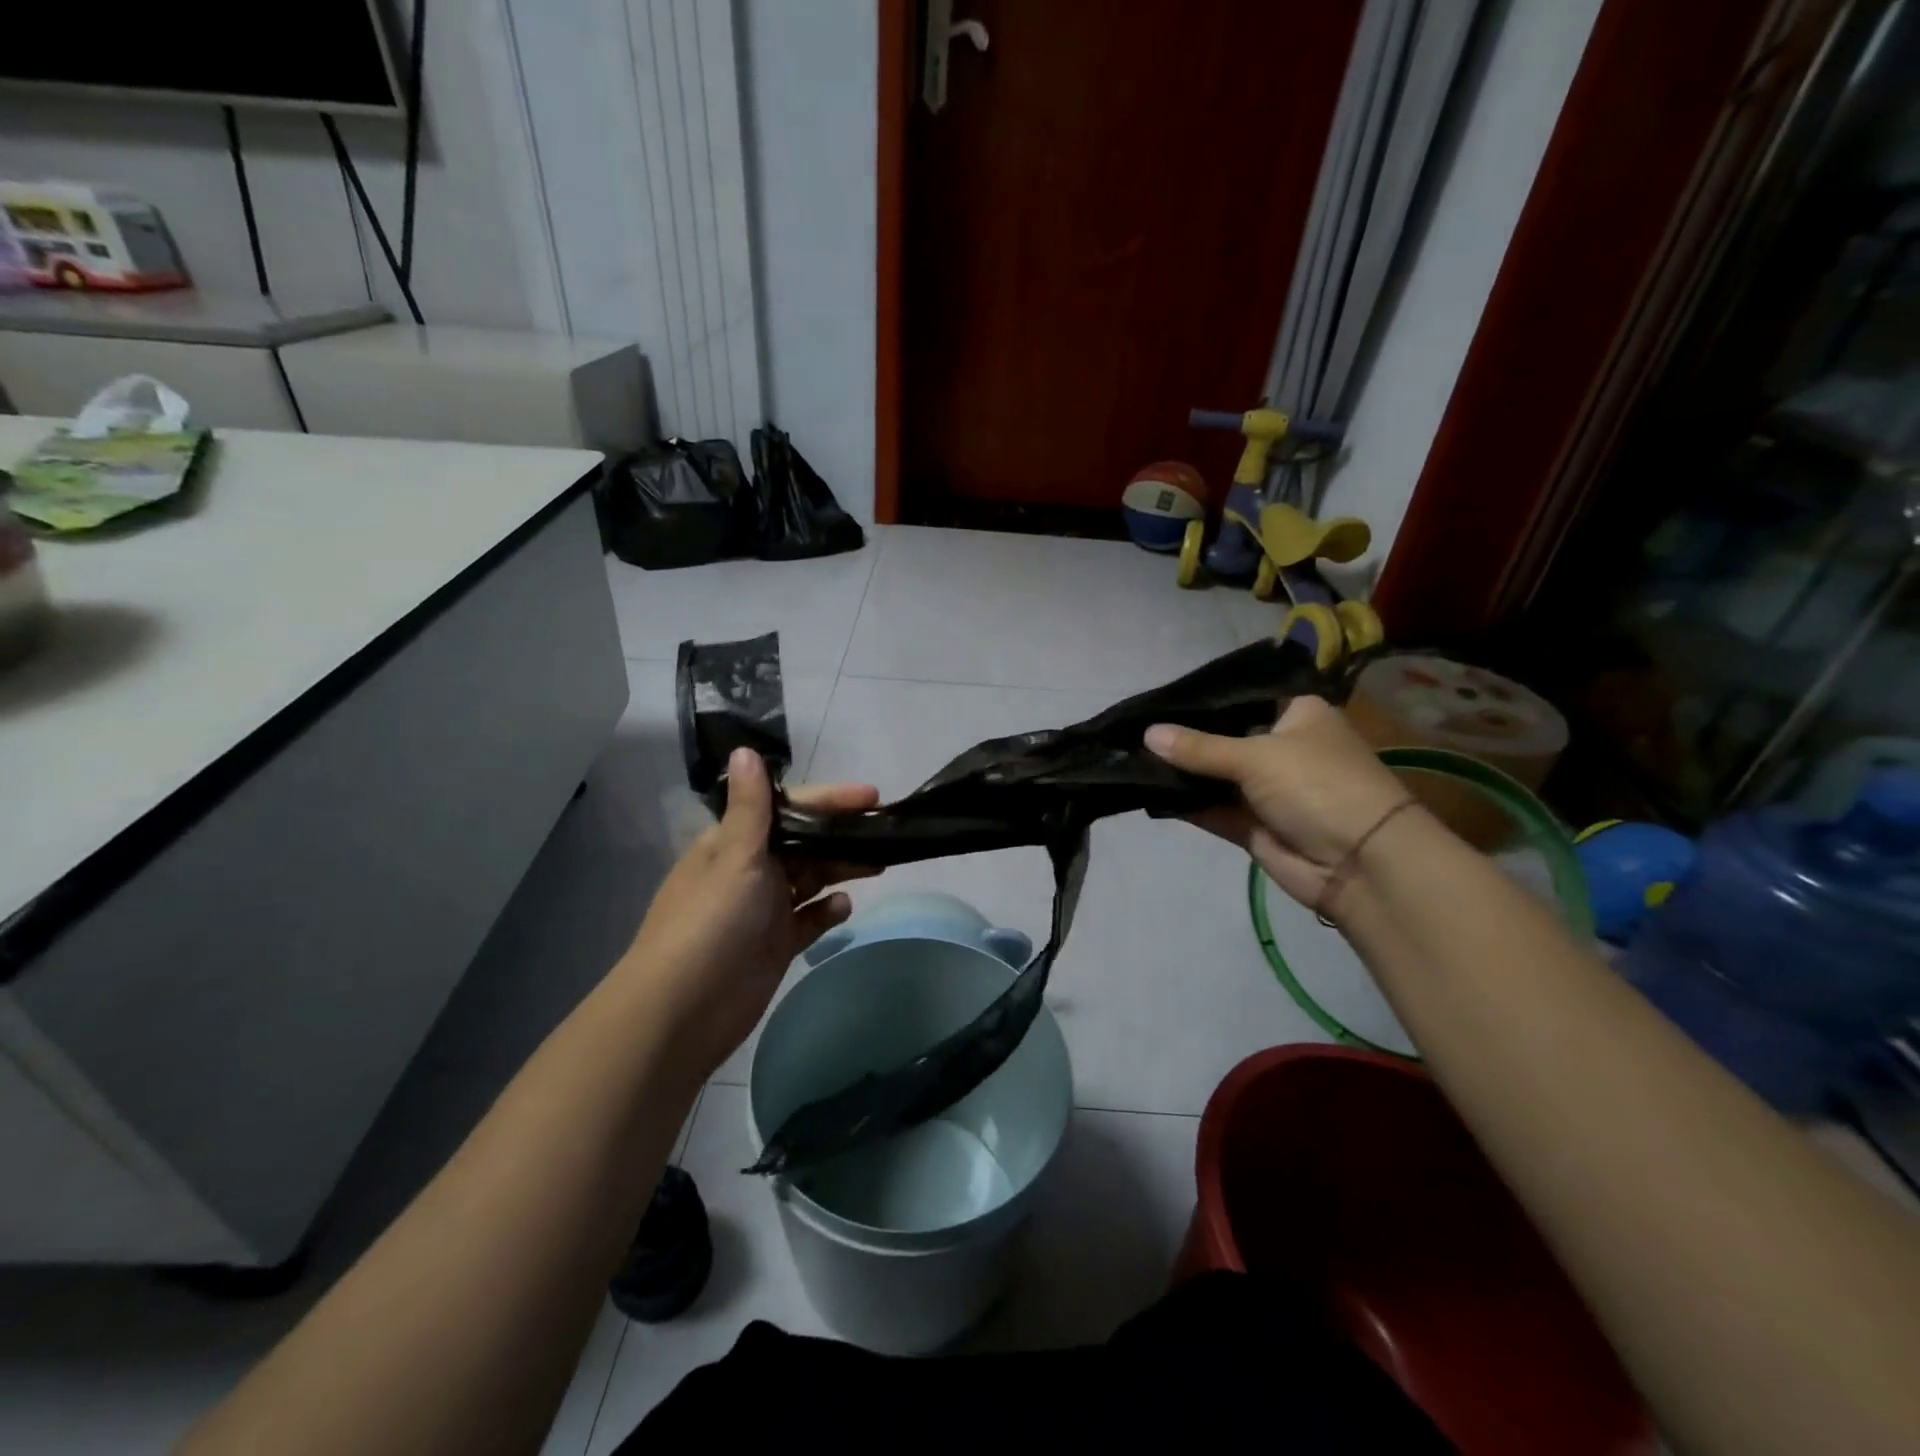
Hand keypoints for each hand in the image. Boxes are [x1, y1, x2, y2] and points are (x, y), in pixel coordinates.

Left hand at [620, 748, 878, 1082]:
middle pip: (804, 843)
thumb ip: (751, 808)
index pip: (788, 808)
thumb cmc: (711, 924)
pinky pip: (809, 919)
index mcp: (733, 843)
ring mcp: (763, 909)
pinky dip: (827, 910)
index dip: (829, 800)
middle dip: (841, 835)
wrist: (683, 1012)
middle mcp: (749, 871)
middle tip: (885, 831)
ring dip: (840, 868)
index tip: (871, 796)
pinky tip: (844, 907)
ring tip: (878, 862)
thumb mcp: (734, 858)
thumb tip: (745, 750)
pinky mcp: (775, 944)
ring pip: (811, 879)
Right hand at [1145, 696, 1413, 912]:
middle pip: (1222, 736)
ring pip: (1213, 774)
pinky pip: (1211, 807)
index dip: (1202, 699)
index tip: (1157, 698)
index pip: (1241, 696)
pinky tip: (1145, 789)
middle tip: (1132, 728)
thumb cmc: (1317, 785)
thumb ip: (1198, 747)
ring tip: (1129, 757)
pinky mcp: (1252, 824)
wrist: (1359, 864)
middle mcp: (1280, 746)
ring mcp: (1266, 788)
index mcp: (1296, 714)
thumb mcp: (1257, 756)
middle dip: (1182, 737)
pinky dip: (1185, 801)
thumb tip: (1146, 733)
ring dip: (1179, 771)